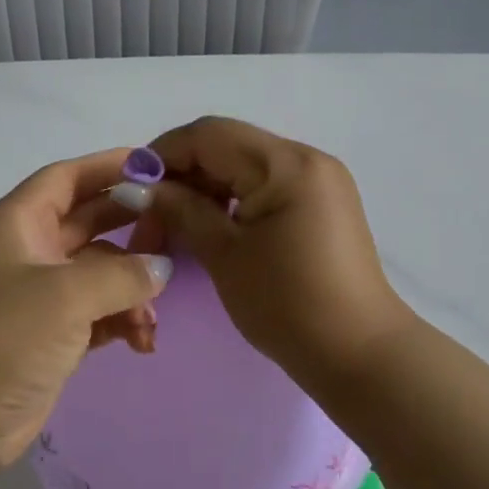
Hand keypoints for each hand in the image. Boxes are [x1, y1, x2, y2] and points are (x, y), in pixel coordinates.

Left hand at [0, 148, 173, 478]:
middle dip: (132, 228)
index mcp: (18, 224)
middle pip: (90, 222)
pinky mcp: (51, 336)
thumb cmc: (1, 339)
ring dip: (131, 289)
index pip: (68, 178)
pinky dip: (121, 321)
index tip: (159, 167)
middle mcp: (28, 252)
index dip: (111, 166)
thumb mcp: (65, 295)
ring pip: (100, 273)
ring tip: (152, 319)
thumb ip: (121, 274)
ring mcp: (39, 296)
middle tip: (178, 235)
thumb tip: (161, 267)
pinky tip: (142, 342)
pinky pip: (98, 314)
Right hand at [125, 117, 410, 385]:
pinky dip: (234, 200)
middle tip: (151, 215)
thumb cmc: (286, 304)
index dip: (162, 154)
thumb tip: (141, 187)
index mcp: (285, 164)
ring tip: (177, 224)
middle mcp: (307, 159)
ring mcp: (320, 181)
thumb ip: (181, 210)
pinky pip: (266, 186)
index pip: (209, 135)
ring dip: (206, 188)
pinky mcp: (322, 204)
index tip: (130, 187)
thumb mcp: (224, 254)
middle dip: (182, 174)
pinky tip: (212, 227)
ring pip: (245, 166)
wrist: (357, 353)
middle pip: (227, 146)